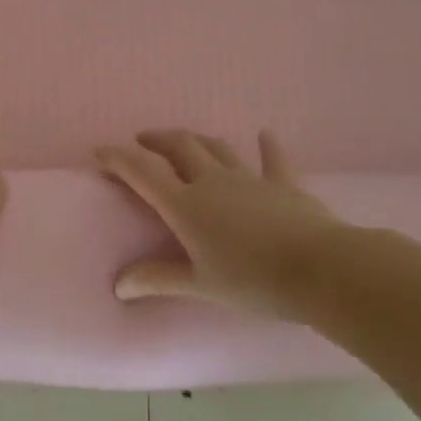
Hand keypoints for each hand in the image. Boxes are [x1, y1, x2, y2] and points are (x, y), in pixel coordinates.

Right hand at [98, 130, 351, 320]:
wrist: (322, 269)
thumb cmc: (253, 280)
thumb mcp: (199, 285)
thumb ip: (158, 279)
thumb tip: (118, 285)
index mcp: (186, 205)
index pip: (143, 173)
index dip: (118, 159)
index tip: (99, 151)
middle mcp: (213, 182)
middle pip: (179, 148)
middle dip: (155, 140)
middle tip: (141, 141)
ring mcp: (250, 179)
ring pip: (217, 148)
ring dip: (195, 140)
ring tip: (182, 140)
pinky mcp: (283, 185)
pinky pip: (272, 160)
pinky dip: (266, 146)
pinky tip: (264, 134)